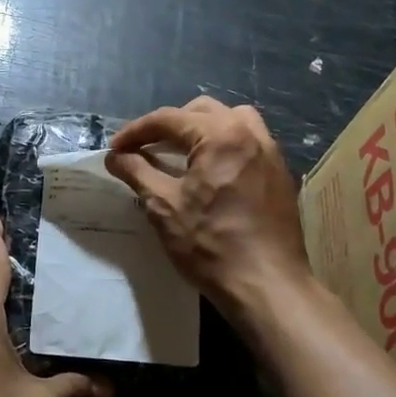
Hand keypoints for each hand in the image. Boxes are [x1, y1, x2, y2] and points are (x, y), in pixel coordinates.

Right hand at [106, 96, 309, 314]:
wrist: (267, 285)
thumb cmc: (211, 245)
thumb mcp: (164, 207)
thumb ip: (137, 173)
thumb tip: (115, 156)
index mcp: (220, 136)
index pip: (169, 119)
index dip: (136, 132)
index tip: (115, 149)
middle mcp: (250, 133)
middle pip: (202, 111)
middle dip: (169, 125)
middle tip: (146, 148)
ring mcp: (270, 152)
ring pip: (231, 120)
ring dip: (201, 129)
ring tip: (181, 153)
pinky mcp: (280, 173)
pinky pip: (249, 142)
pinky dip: (224, 145)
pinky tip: (211, 172)